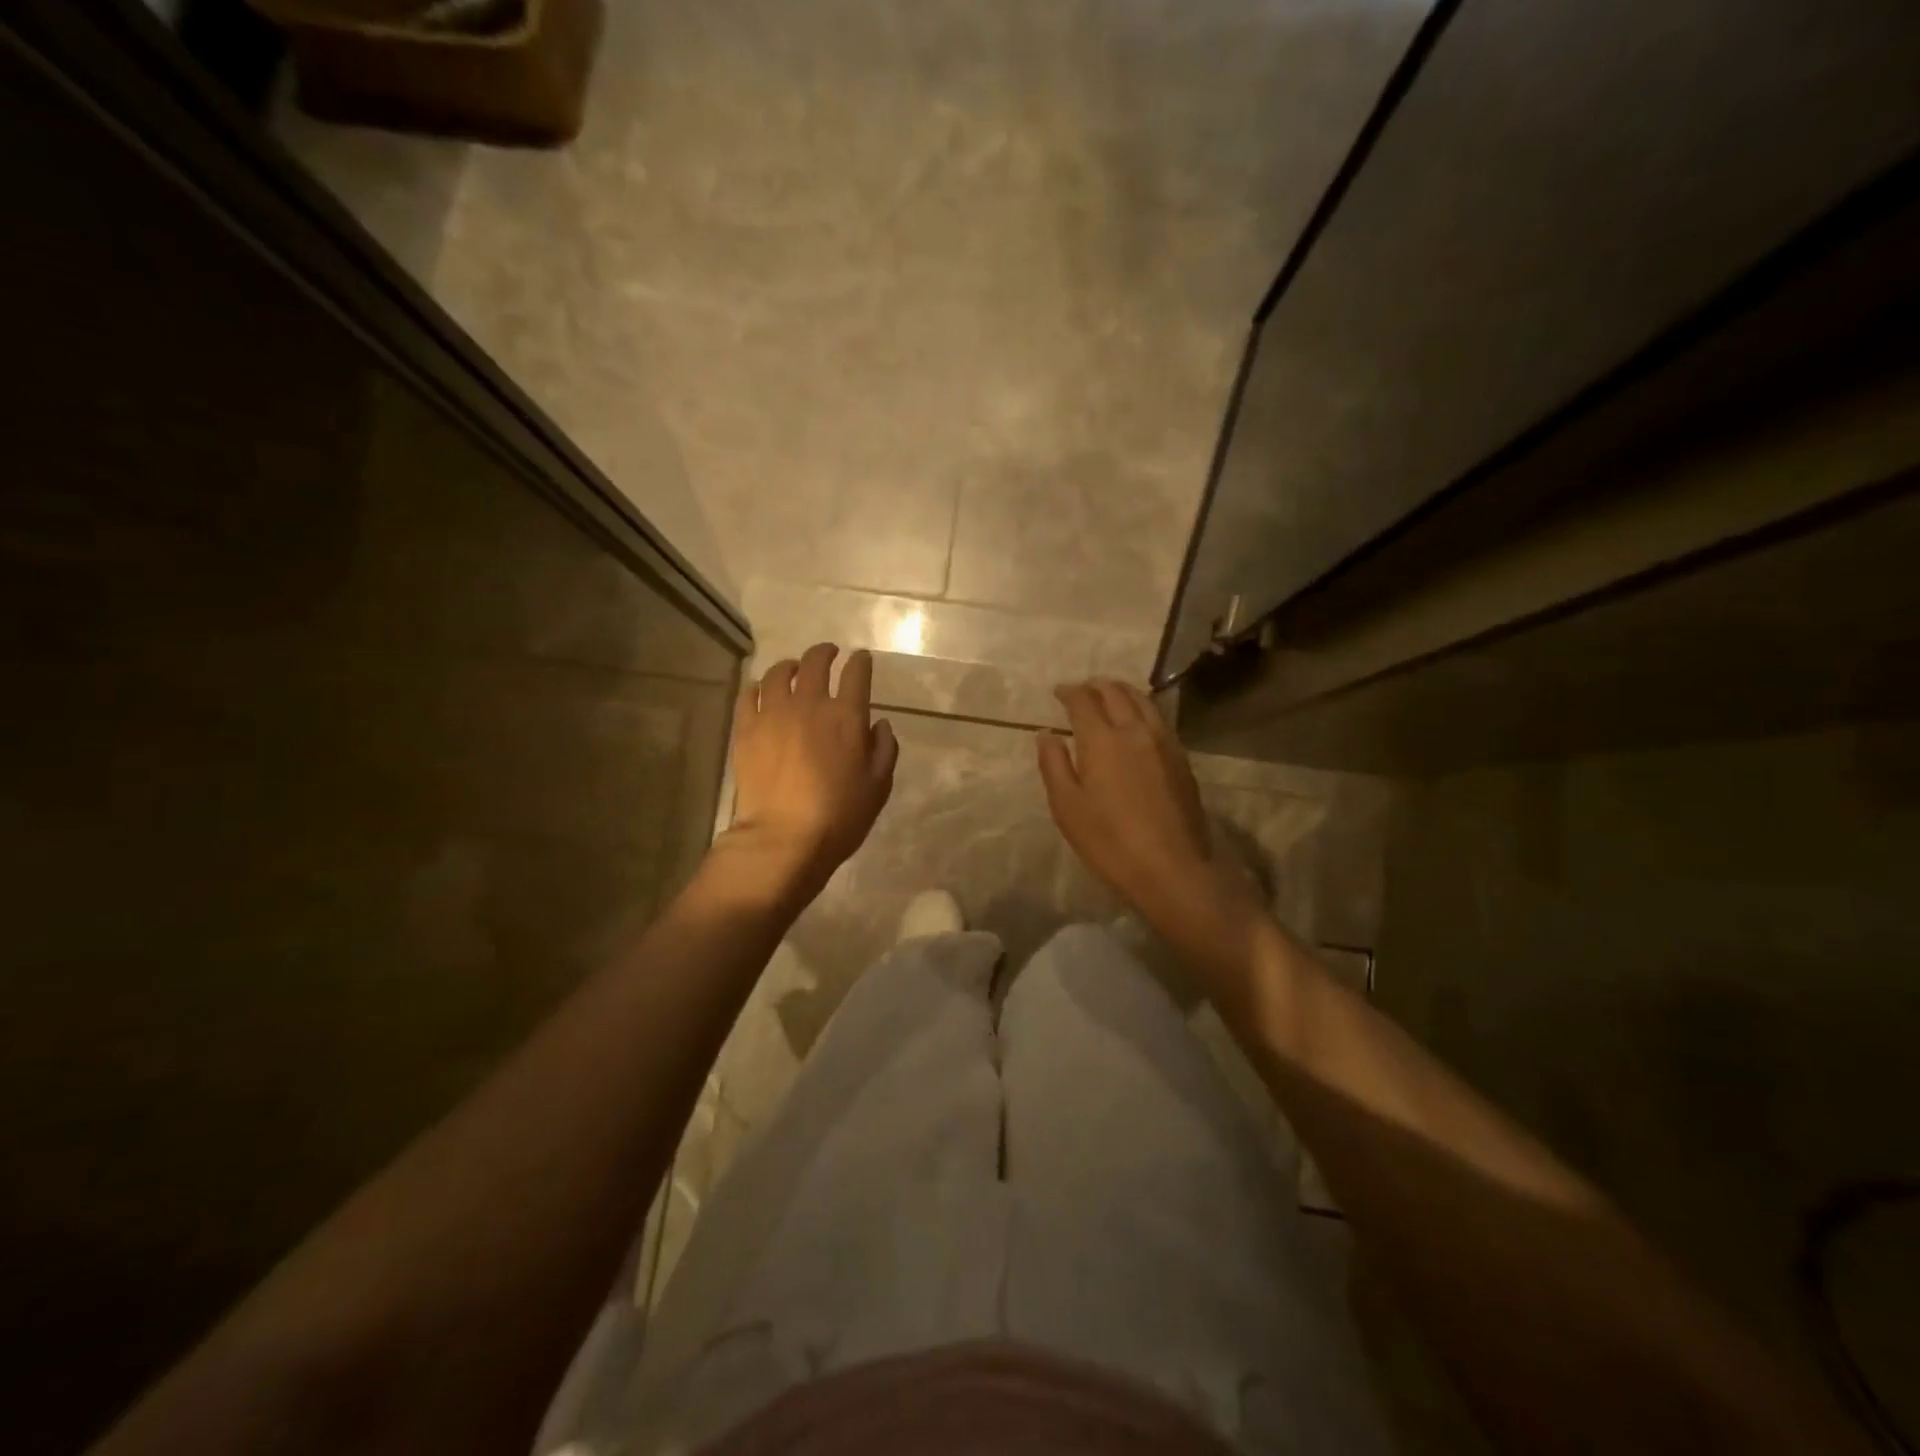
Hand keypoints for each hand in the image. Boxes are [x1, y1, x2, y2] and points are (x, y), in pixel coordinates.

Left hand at [722, 643, 897, 894]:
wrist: (783, 838)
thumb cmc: (839, 816)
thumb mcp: (878, 787)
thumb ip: (884, 749)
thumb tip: (879, 724)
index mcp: (847, 716)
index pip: (856, 673)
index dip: (861, 662)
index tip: (861, 659)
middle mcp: (810, 704)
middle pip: (815, 663)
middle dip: (825, 652)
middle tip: (829, 653)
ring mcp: (773, 714)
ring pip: (778, 673)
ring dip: (790, 665)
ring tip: (793, 669)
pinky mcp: (746, 729)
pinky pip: (749, 695)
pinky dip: (757, 686)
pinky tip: (761, 690)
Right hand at [1038, 679, 1265, 966]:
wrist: (1172, 868)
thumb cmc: (1110, 842)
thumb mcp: (1067, 807)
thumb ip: (1054, 765)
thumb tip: (1046, 734)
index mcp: (1102, 740)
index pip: (1083, 700)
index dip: (1069, 692)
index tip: (1058, 693)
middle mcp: (1135, 730)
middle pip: (1116, 692)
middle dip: (1095, 686)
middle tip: (1081, 691)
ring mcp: (1164, 742)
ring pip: (1143, 701)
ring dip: (1122, 692)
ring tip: (1109, 697)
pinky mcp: (1181, 758)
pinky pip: (1158, 718)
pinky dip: (1141, 709)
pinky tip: (1136, 722)